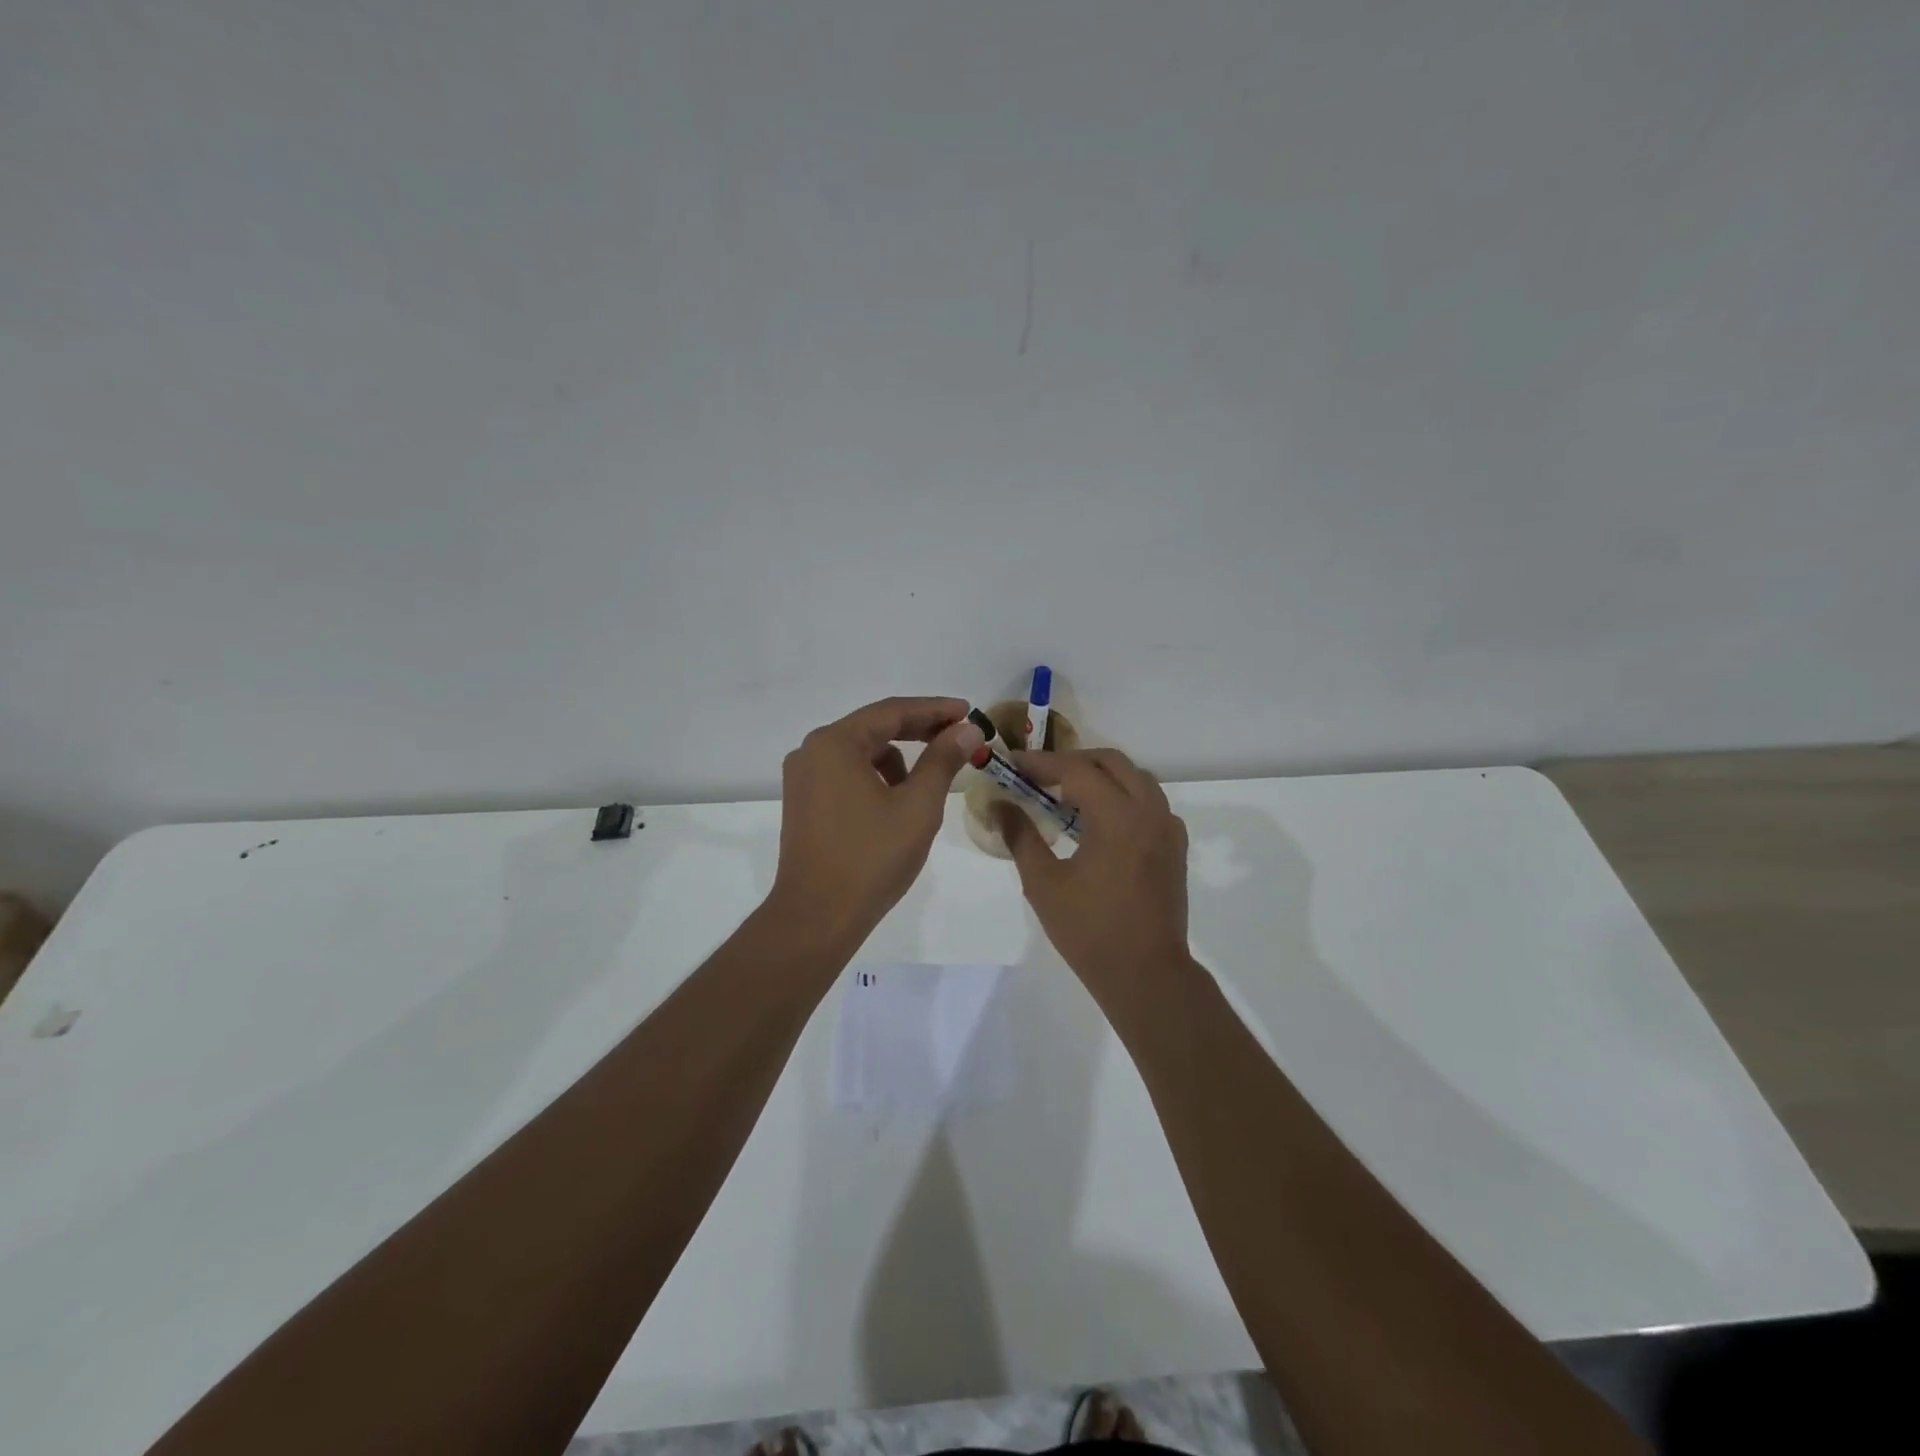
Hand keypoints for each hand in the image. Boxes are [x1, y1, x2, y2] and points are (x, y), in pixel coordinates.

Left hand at [769, 697, 984, 944]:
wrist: (817, 917)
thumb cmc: (871, 857)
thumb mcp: (918, 806)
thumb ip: (943, 760)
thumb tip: (968, 730)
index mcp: (834, 743)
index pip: (892, 712)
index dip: (935, 710)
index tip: (969, 711)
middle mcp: (812, 751)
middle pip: (874, 728)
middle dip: (919, 731)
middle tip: (960, 736)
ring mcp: (803, 778)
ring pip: (861, 753)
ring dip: (898, 758)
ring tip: (930, 780)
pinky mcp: (804, 802)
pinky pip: (847, 774)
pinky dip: (876, 778)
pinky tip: (897, 802)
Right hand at [994, 748, 1191, 992]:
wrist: (1146, 975)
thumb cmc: (1090, 931)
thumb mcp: (1044, 884)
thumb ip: (1021, 836)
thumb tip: (999, 805)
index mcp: (1118, 817)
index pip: (1076, 769)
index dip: (1041, 763)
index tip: (1012, 764)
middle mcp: (1149, 811)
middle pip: (1111, 762)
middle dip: (1072, 761)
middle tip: (1038, 776)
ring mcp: (1168, 827)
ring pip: (1135, 778)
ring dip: (1100, 776)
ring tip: (1066, 794)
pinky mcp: (1175, 846)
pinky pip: (1149, 801)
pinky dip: (1122, 796)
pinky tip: (1099, 820)